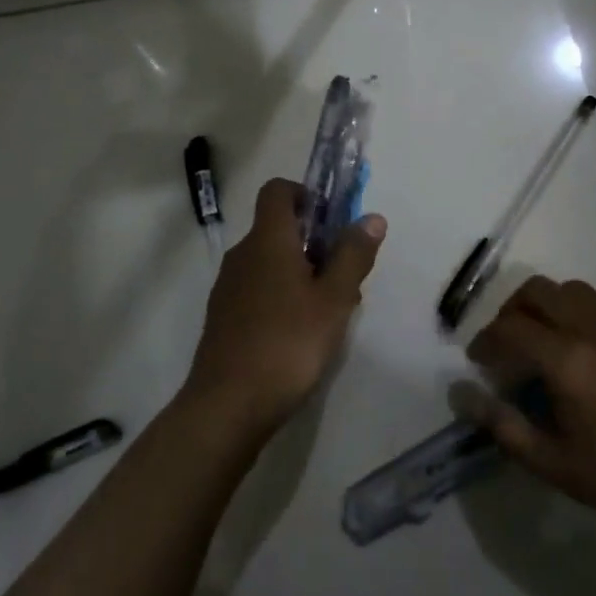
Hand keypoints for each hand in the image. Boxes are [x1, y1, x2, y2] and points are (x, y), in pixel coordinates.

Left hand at [185, 178, 385, 440]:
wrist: (228, 405)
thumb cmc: (288, 344)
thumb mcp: (334, 299)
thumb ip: (353, 255)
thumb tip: (371, 217)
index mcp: (268, 240)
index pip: (277, 190)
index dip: (305, 194)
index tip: (332, 221)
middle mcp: (242, 254)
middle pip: (277, 228)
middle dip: (314, 242)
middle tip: (344, 276)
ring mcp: (228, 286)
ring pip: (269, 261)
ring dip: (300, 271)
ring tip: (328, 310)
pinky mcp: (224, 316)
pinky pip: (258, 288)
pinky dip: (281, 294)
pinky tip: (300, 332)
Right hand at [460, 277, 595, 541]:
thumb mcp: (554, 464)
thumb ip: (503, 425)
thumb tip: (462, 395)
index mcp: (568, 360)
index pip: (509, 328)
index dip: (484, 342)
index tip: (478, 363)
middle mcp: (593, 329)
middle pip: (536, 291)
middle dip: (510, 312)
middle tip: (505, 347)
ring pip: (570, 290)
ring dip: (544, 307)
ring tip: (540, 345)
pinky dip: (574, 313)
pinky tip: (579, 354)